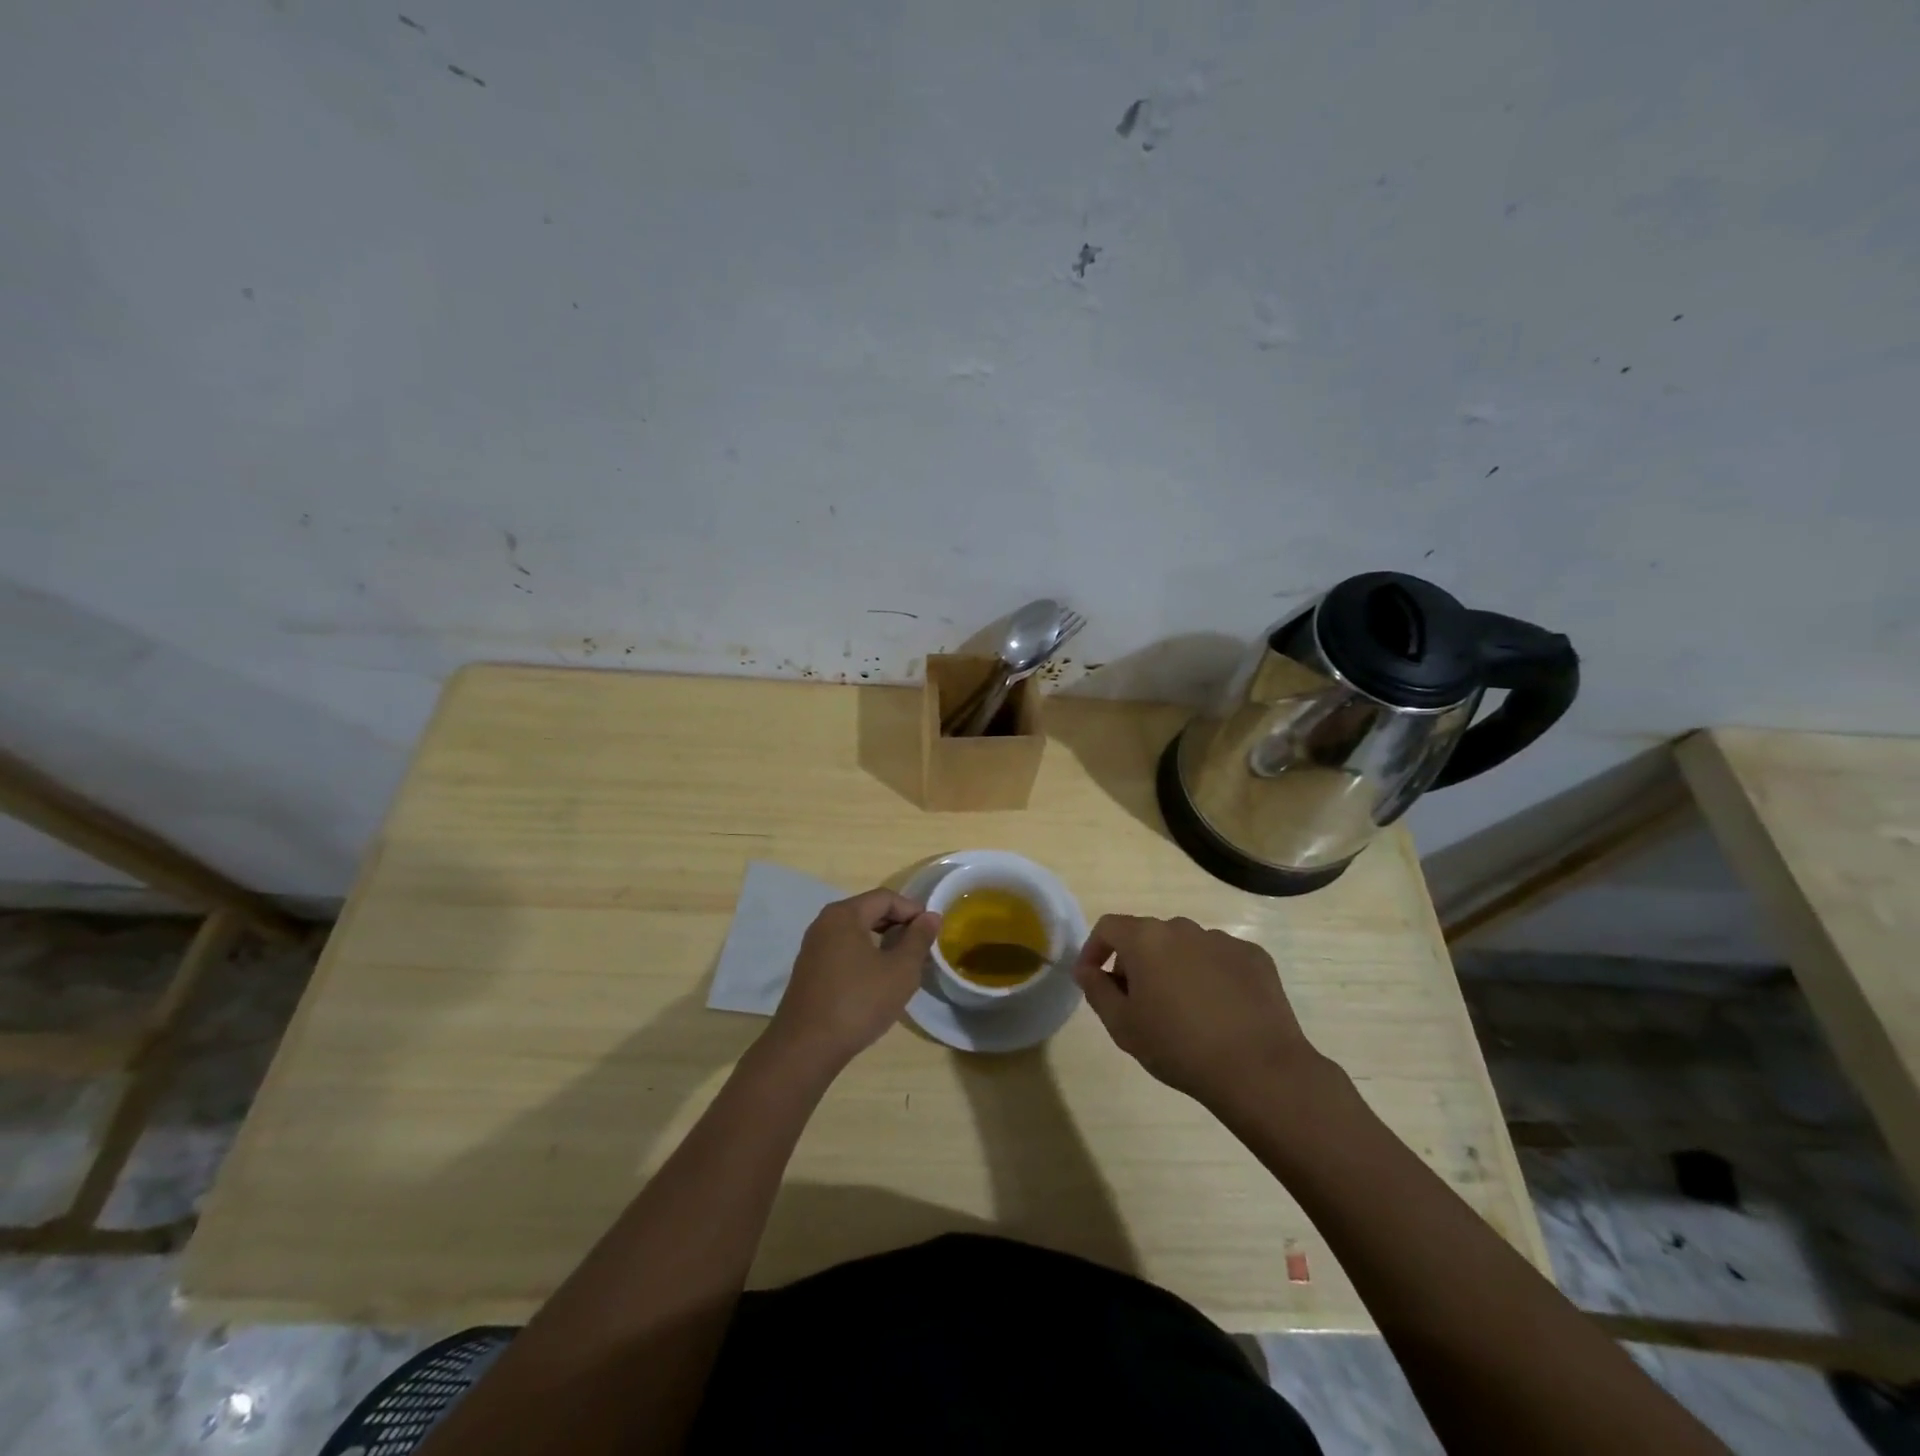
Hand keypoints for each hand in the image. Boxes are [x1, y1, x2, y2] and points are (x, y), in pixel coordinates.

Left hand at [769, 889, 940, 1069]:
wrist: (805, 1048)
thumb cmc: (858, 1002)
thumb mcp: (900, 971)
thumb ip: (919, 939)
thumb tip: (930, 916)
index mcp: (844, 915)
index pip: (886, 897)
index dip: (913, 910)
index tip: (932, 932)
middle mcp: (824, 923)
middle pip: (869, 911)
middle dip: (898, 925)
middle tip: (921, 948)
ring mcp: (813, 947)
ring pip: (856, 932)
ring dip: (883, 942)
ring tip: (903, 965)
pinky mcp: (809, 970)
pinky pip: (843, 950)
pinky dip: (865, 956)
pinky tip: (877, 981)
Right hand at [1072, 915, 1321, 1109]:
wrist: (1258, 1069)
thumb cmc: (1178, 1047)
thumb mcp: (1123, 1026)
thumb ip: (1097, 990)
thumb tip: (1086, 969)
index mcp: (1146, 939)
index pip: (1108, 927)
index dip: (1094, 949)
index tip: (1093, 977)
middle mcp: (1183, 928)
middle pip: (1148, 936)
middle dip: (1136, 962)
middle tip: (1138, 1002)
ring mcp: (1222, 940)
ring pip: (1186, 947)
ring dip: (1174, 968)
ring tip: (1183, 1010)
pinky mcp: (1254, 956)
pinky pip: (1220, 959)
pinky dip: (1211, 976)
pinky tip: (1219, 1011)